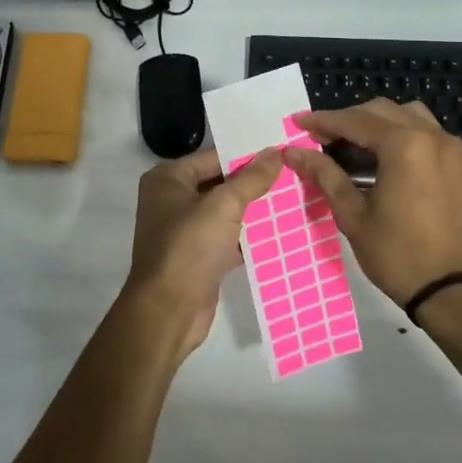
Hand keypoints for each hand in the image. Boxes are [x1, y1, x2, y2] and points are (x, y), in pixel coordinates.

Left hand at [120, 147, 283, 360]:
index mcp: (168, 179)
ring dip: (253, 210)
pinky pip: (227, 237)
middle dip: (253, 183)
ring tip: (293, 199)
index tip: (282, 152)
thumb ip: (251, 178)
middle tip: (293, 175)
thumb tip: (276, 152)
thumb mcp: (224, 206)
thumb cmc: (189, 247)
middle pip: (220, 183)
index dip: (247, 155)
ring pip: (225, 212)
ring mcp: (183, 230)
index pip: (214, 157)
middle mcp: (171, 199)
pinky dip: (248, 235)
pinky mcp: (197, 256)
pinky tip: (279, 232)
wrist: (169, 310)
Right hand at [281, 100, 461, 309]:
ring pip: (405, 115)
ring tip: (348, 143)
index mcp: (405, 146)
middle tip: (318, 138)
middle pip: (380, 112)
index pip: (355, 121)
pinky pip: (424, 130)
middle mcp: (431, 136)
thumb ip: (324, 175)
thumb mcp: (352, 214)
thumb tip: (292, 152)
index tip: (298, 124)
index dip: (323, 121)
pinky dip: (398, 131)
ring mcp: (449, 147)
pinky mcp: (457, 162)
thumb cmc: (396, 254)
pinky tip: (378, 153)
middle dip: (347, 120)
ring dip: (374, 122)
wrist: (449, 289)